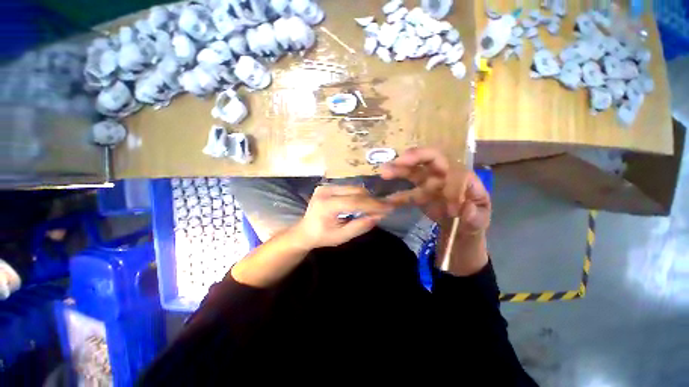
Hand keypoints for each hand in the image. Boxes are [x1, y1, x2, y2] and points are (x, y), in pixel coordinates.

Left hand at [293, 185, 392, 248]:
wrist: (304, 230)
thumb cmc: (322, 237)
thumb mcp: (342, 237)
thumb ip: (360, 226)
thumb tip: (378, 216)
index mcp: (326, 205)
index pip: (354, 202)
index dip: (373, 205)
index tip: (388, 208)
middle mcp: (325, 191)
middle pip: (355, 191)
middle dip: (371, 200)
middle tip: (384, 208)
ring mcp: (325, 186)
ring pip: (354, 188)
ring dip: (366, 197)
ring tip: (374, 207)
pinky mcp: (327, 185)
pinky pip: (348, 188)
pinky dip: (358, 195)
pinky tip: (362, 203)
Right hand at [380, 147, 490, 234]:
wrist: (460, 226)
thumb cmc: (475, 218)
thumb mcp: (480, 219)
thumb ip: (474, 214)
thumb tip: (464, 207)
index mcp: (464, 177)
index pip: (455, 172)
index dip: (450, 185)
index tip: (449, 205)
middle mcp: (445, 174)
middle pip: (431, 158)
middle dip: (416, 157)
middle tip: (399, 161)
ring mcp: (429, 182)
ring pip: (414, 170)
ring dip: (399, 170)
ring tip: (385, 172)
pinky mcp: (419, 192)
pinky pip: (407, 191)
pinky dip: (396, 195)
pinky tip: (386, 200)